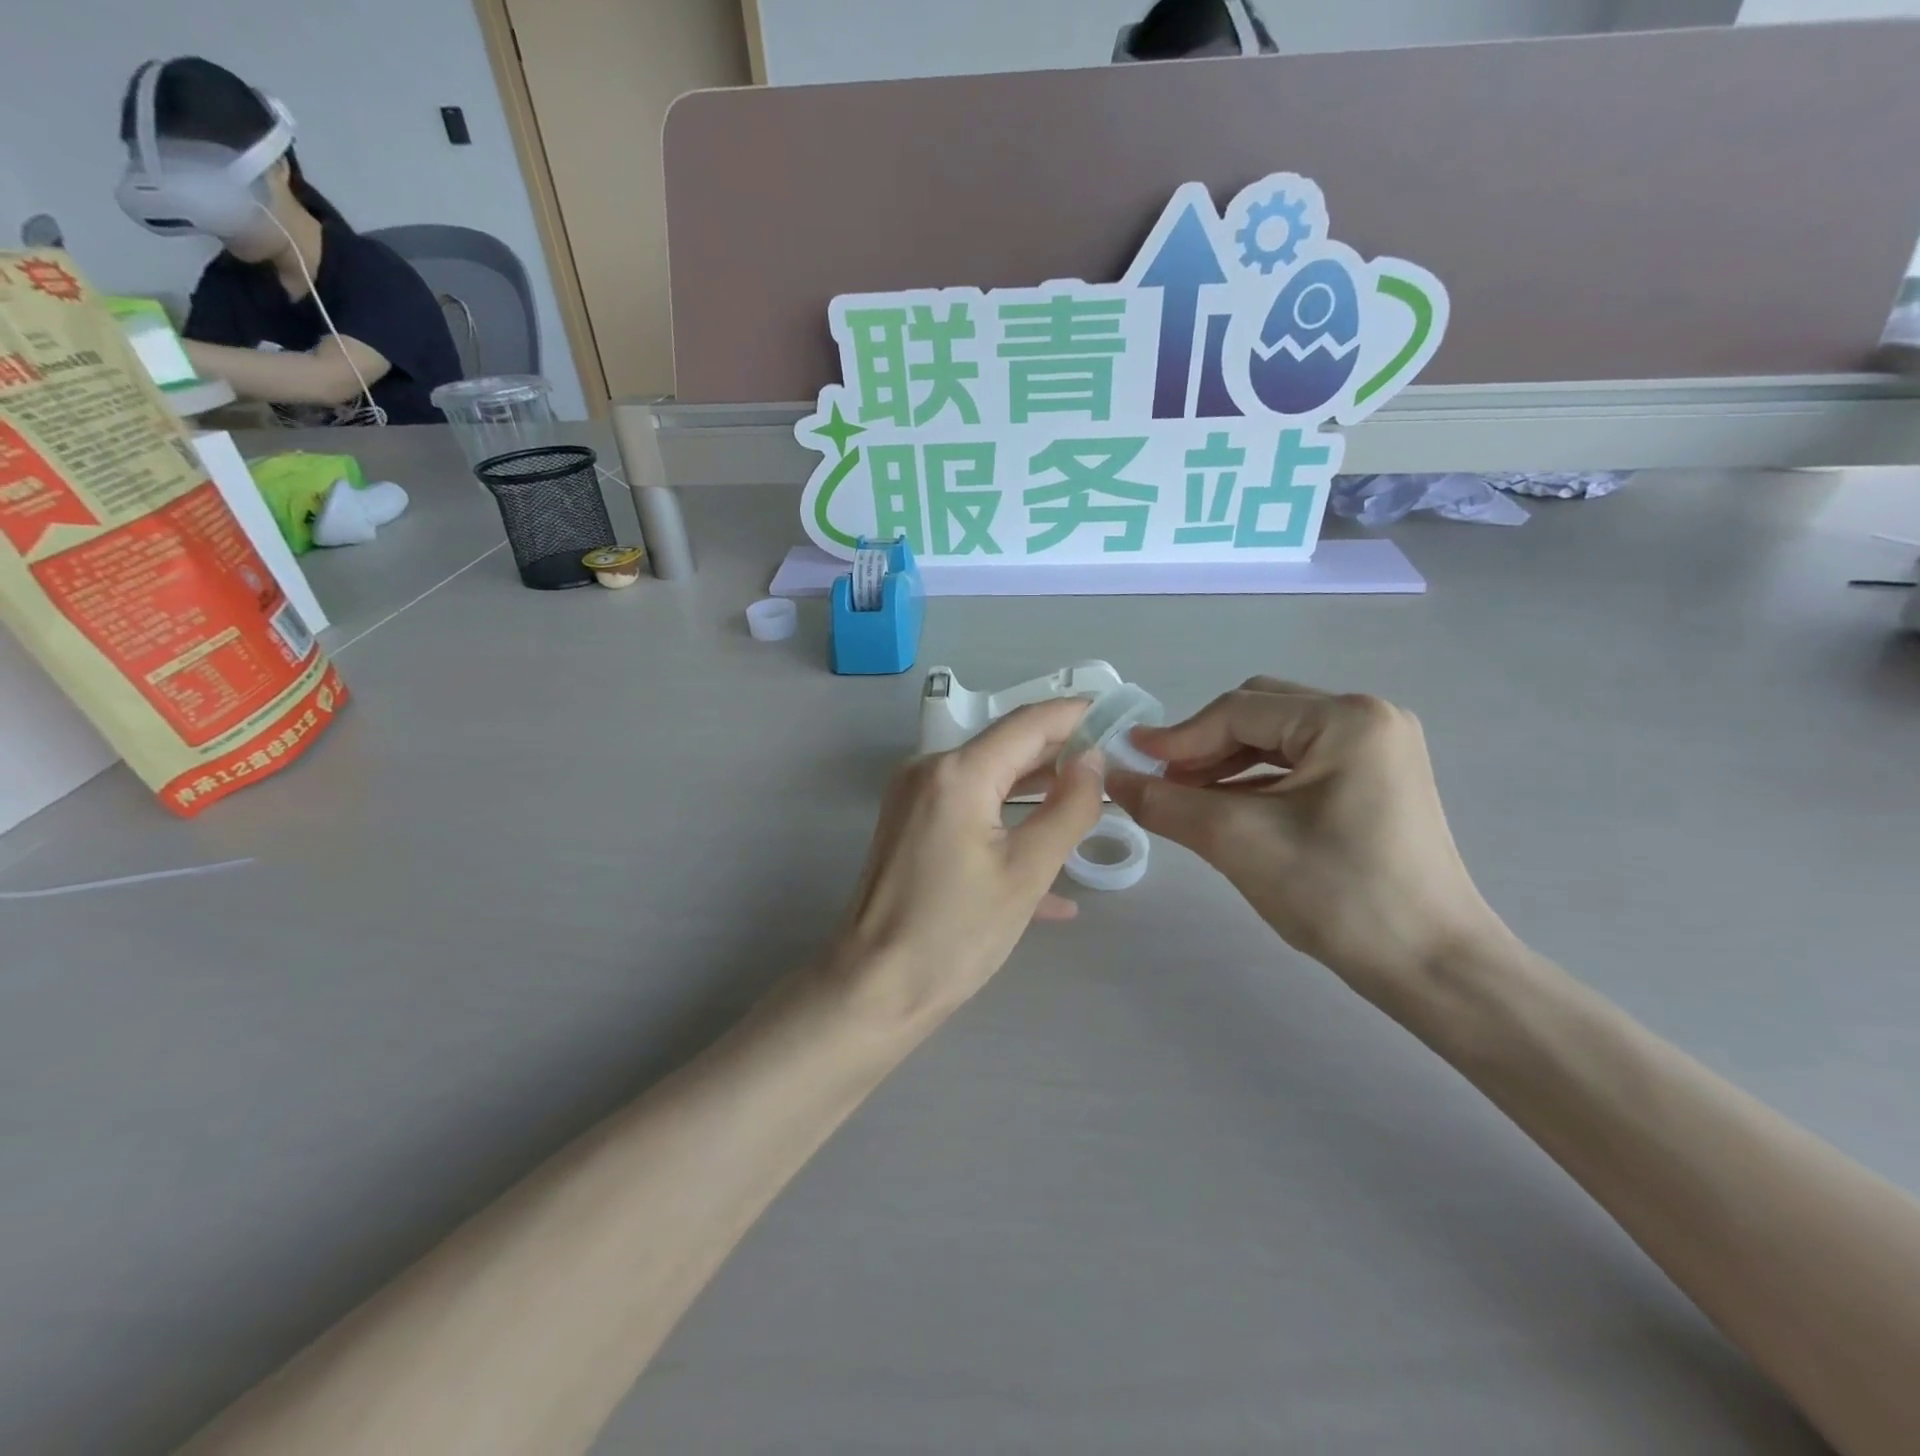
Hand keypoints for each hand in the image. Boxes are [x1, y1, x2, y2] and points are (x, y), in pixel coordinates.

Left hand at [831, 698, 1105, 1025]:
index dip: (1078, 715)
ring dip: (1037, 789)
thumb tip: (1094, 759)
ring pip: (990, 779)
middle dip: (1061, 753)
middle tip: (1116, 765)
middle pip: (1007, 747)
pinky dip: (1007, 824)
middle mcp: (929, 770)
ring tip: (1091, 803)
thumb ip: (1069, 808)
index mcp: (957, 772)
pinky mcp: (911, 825)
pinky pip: (969, 809)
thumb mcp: (1027, 872)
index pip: (1030, 722)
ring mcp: (914, 798)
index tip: (1121, 717)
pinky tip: (1047, 864)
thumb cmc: (955, 933)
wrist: (874, 990)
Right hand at [1107, 677, 1504, 1002]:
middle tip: (1162, 785)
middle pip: (1258, 714)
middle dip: (1203, 747)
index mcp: (1347, 718)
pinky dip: (1256, 781)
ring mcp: (1378, 748)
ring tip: (1187, 800)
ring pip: (1276, 739)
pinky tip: (1227, 810)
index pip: (1238, 710)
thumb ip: (1166, 803)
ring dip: (1226, 764)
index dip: (1177, 737)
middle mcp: (1368, 718)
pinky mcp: (1377, 779)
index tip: (1130, 762)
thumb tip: (1110, 778)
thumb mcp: (1238, 842)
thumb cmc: (1338, 895)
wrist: (1433, 968)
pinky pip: (1299, 764)